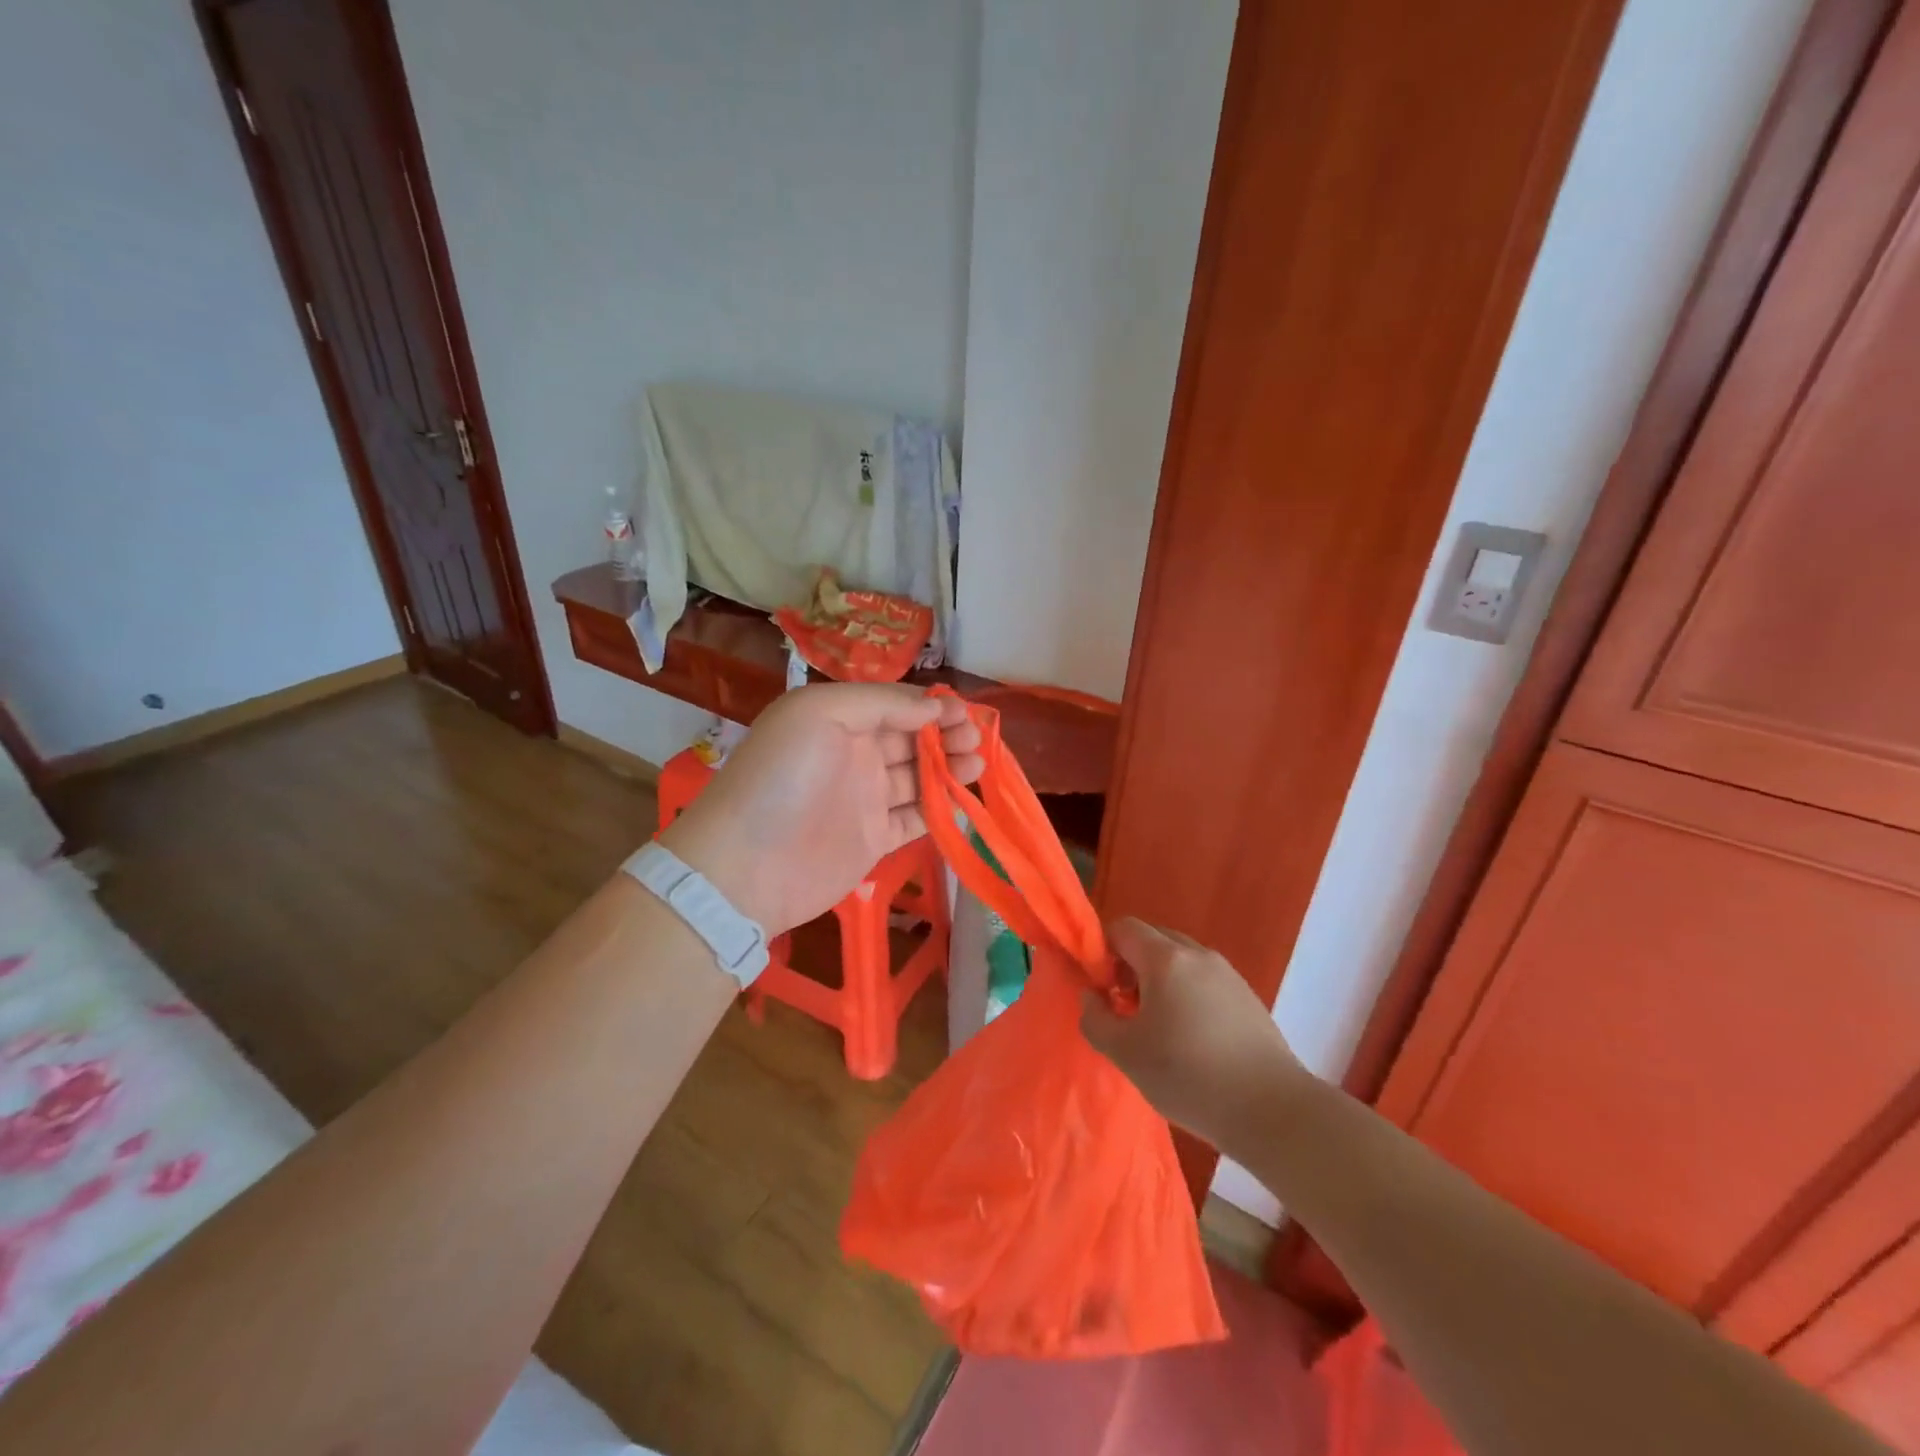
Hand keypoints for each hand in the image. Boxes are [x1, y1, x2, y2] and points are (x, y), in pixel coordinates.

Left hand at [658, 684, 983, 934]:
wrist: (746, 866)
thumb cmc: (783, 778)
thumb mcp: (820, 713)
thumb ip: (881, 703)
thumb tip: (934, 707)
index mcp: (837, 719)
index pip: (894, 705)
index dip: (931, 706)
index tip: (965, 712)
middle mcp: (852, 755)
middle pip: (910, 739)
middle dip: (946, 735)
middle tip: (976, 739)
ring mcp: (863, 799)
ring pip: (918, 777)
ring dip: (949, 768)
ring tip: (979, 764)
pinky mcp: (873, 839)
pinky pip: (915, 818)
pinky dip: (940, 808)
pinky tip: (964, 799)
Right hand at [1081, 919, 1311, 1149]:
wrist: (1272, 1111)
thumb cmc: (1189, 1076)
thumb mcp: (1125, 1054)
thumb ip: (1095, 1019)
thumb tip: (1092, 997)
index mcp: (1166, 958)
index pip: (1123, 928)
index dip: (1103, 951)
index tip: (1102, 990)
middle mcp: (1198, 955)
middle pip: (1153, 940)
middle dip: (1131, 964)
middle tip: (1126, 1008)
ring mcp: (1228, 974)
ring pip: (1181, 961)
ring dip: (1160, 981)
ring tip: (1159, 1028)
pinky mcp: (1248, 998)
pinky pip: (1205, 981)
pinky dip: (1187, 995)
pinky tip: (1192, 1040)